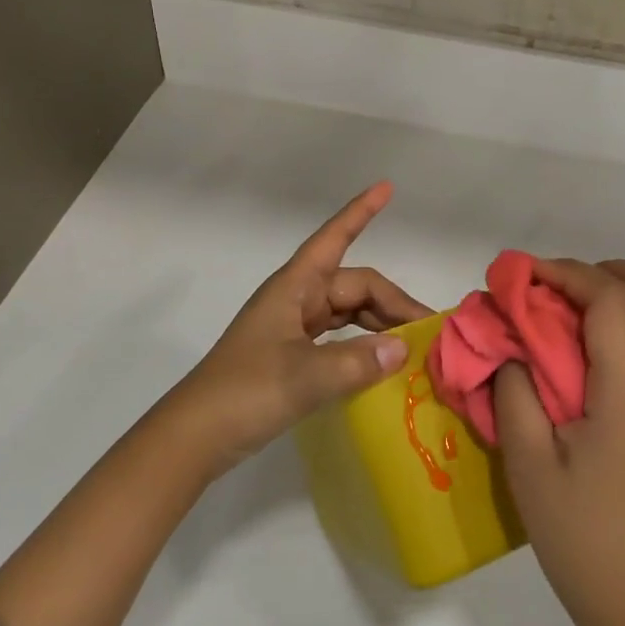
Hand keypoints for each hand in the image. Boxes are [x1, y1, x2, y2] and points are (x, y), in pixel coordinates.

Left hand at [164, 181, 429, 479]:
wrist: (195, 436)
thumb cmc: (245, 392)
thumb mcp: (305, 377)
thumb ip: (357, 361)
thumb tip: (402, 347)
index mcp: (294, 288)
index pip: (334, 238)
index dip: (360, 213)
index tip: (386, 188)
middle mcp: (296, 300)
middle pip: (354, 287)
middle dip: (392, 302)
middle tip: (429, 331)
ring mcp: (293, 328)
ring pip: (348, 313)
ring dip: (380, 324)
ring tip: (413, 346)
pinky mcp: (291, 355)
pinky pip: (338, 337)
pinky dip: (362, 344)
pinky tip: (381, 362)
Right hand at [496, 258, 624, 625]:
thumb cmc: (585, 539)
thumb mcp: (528, 464)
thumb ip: (515, 391)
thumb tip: (511, 349)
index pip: (610, 295)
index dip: (565, 272)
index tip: (523, 277)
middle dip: (603, 273)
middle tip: (555, 295)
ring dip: (617, 311)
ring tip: (569, 343)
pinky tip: (600, 396)